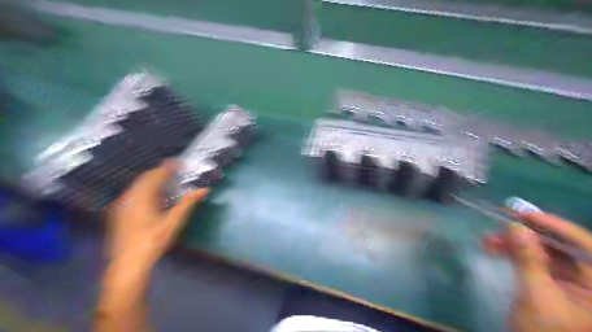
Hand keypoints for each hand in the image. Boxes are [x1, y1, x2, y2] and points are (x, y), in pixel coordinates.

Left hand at [108, 160, 208, 269]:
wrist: (128, 264)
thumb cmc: (153, 241)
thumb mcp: (173, 222)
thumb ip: (188, 203)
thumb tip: (204, 189)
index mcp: (142, 197)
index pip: (156, 174)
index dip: (169, 167)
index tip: (181, 163)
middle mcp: (129, 197)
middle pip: (146, 177)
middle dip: (161, 172)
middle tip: (176, 172)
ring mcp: (122, 205)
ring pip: (138, 185)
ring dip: (153, 180)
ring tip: (168, 182)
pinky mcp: (120, 212)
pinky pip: (134, 193)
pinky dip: (146, 189)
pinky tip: (154, 197)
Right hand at [480, 213, 591, 331]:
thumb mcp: (536, 295)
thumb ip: (529, 260)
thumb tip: (515, 227)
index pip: (585, 245)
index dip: (555, 226)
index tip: (523, 214)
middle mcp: (591, 280)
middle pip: (562, 247)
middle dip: (527, 235)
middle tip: (500, 226)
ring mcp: (573, 283)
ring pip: (545, 252)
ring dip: (516, 243)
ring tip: (488, 240)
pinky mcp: (554, 285)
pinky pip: (536, 261)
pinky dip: (515, 254)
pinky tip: (494, 248)